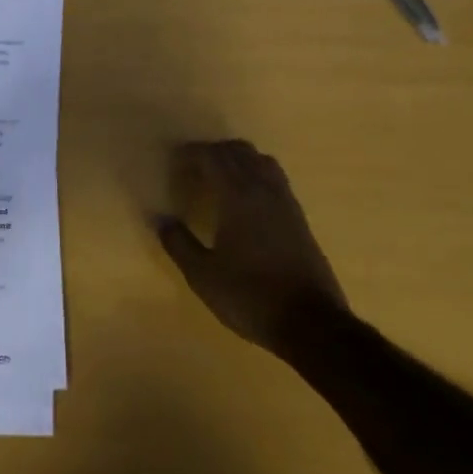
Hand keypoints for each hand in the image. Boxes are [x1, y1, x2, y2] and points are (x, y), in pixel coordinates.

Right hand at [154, 140, 349, 353]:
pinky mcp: (299, 217)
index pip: (212, 157)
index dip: (191, 154)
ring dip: (237, 160)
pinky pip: (274, 178)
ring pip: (260, 160)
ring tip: (218, 179)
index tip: (173, 162)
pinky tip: (244, 200)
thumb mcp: (203, 275)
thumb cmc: (250, 296)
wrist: (311, 322)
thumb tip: (161, 220)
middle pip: (238, 151)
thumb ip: (179, 243)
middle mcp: (264, 189)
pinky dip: (254, 174)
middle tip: (192, 170)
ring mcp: (286, 201)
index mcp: (238, 195)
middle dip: (213, 153)